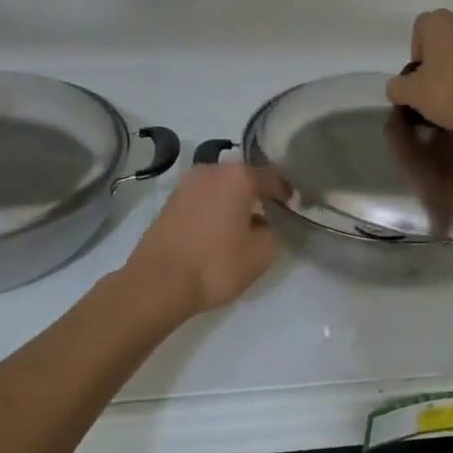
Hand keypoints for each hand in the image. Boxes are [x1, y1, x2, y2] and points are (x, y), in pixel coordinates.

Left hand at [123, 160, 287, 320]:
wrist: (158, 282)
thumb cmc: (216, 264)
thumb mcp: (261, 254)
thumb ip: (272, 233)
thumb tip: (262, 224)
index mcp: (238, 176)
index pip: (271, 177)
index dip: (286, 191)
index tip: (294, 204)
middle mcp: (212, 170)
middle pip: (243, 176)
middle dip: (257, 192)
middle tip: (270, 211)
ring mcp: (186, 184)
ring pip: (220, 186)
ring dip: (233, 199)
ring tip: (243, 221)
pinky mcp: (170, 201)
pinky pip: (202, 198)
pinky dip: (214, 207)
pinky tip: (219, 228)